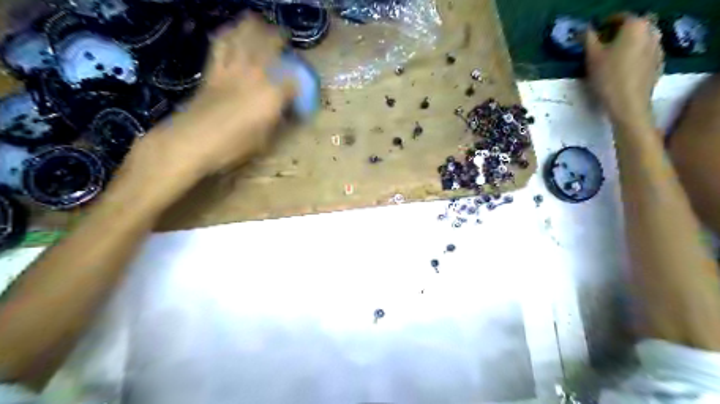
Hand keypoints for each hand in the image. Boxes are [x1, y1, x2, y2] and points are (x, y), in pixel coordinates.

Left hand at [131, 12, 295, 178]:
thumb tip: (283, 112)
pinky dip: (227, 34)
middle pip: (269, 46)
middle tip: (284, 37)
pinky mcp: (213, 70)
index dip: (299, 83)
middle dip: (279, 38)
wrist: (193, 140)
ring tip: (259, 23)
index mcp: (272, 96)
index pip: (292, 82)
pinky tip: (230, 31)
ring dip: (253, 27)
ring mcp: (232, 69)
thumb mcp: (264, 140)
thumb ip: (276, 122)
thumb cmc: (234, 146)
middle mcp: (255, 75)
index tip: (300, 87)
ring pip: (244, 38)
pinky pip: (220, 45)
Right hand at [584, 15, 663, 125]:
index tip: (595, 33)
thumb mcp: (592, 57)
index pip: (621, 16)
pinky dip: (636, 54)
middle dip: (621, 31)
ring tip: (614, 57)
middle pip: (636, 25)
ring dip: (630, 42)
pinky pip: (647, 52)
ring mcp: (659, 47)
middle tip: (605, 44)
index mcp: (636, 26)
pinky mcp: (659, 63)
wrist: (628, 103)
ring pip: (643, 38)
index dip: (606, 23)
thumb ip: (588, 39)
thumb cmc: (608, 77)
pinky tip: (624, 68)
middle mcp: (652, 31)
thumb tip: (585, 29)